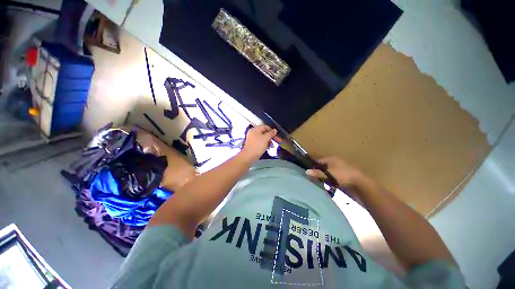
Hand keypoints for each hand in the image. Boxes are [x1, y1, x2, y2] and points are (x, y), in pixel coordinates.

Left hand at [240, 125, 276, 161]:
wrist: (249, 156)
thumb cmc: (258, 145)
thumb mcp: (266, 138)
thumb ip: (271, 133)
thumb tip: (275, 130)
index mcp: (255, 129)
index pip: (265, 126)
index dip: (271, 130)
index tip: (276, 134)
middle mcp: (253, 132)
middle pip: (264, 132)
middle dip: (271, 137)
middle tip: (277, 141)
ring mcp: (252, 139)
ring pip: (263, 138)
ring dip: (268, 141)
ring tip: (271, 146)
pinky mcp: (253, 144)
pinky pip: (260, 142)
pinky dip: (264, 144)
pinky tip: (267, 148)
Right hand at [306, 156, 364, 186]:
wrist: (360, 183)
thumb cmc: (343, 175)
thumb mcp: (329, 174)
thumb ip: (317, 173)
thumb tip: (306, 171)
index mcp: (331, 159)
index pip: (319, 160)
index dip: (313, 165)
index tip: (308, 171)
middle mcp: (335, 161)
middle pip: (323, 166)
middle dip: (318, 171)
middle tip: (313, 177)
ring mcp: (340, 167)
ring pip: (328, 171)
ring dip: (324, 175)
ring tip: (320, 181)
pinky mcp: (344, 174)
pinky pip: (333, 175)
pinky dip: (330, 178)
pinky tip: (328, 183)